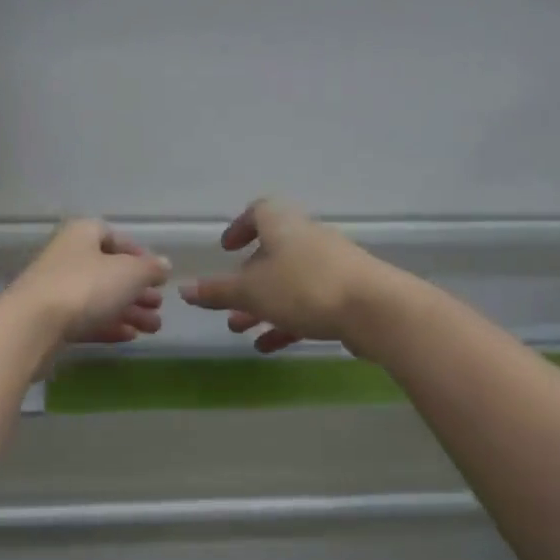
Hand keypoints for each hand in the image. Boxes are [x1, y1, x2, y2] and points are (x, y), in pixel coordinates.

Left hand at [7, 220, 169, 345]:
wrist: (33, 326)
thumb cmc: (85, 287)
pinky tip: (130, 337)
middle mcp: (68, 257)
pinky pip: (86, 319)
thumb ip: (150, 268)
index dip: (139, 254)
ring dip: (129, 311)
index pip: (114, 237)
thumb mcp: (129, 273)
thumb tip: (164, 264)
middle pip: (108, 271)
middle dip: (137, 289)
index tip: (158, 275)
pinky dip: (109, 326)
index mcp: (82, 235)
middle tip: (159, 306)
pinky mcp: (51, 320)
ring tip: (154, 328)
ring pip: (100, 298)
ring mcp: (57, 290)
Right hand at [180, 199, 388, 352]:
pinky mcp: (348, 293)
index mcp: (283, 226)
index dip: (240, 227)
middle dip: (247, 280)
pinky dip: (287, 322)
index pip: (259, 211)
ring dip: (263, 305)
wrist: (375, 309)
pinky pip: (309, 304)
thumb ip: (217, 292)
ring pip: (288, 283)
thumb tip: (184, 289)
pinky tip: (269, 347)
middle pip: (272, 253)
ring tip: (241, 330)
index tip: (227, 248)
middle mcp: (308, 239)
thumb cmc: (304, 288)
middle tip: (228, 303)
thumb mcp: (251, 291)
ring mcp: (331, 266)